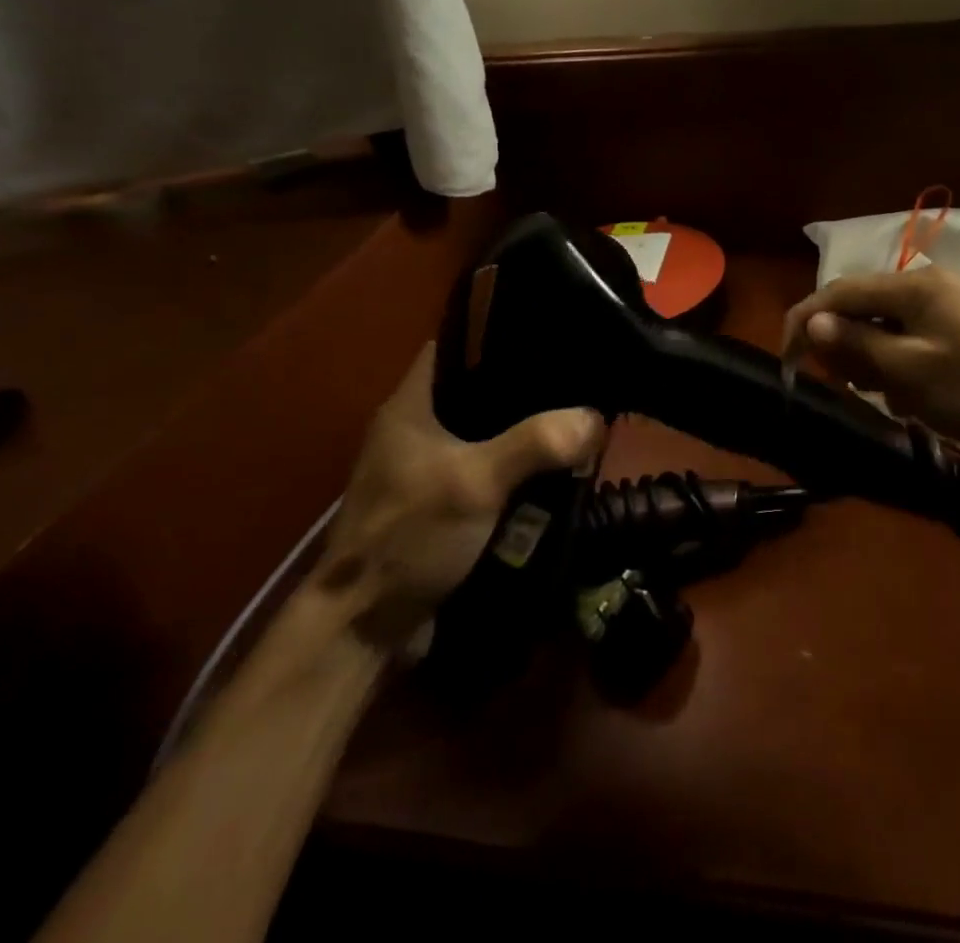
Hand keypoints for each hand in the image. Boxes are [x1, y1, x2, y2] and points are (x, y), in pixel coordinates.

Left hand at [314, 343, 604, 645]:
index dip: (497, 331)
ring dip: (524, 434)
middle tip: (576, 380)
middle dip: (525, 389)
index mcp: (411, 405)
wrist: (364, 628)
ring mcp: (425, 469)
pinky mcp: (439, 505)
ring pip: (486, 434)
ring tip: (574, 419)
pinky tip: (552, 471)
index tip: (548, 331)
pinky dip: (515, 471)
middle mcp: (416, 428)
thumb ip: (536, 444)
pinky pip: (487, 472)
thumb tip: (595, 417)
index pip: (454, 344)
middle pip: (478, 390)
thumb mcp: (476, 482)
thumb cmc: (409, 535)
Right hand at [782, 264, 959, 452]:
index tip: (787, 360)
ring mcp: (945, 309)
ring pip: (882, 328)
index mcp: (913, 286)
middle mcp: (926, 287)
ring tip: (881, 396)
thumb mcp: (908, 371)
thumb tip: (811, 322)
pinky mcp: (958, 333)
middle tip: (841, 385)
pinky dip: (897, 368)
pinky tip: (910, 398)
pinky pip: (908, 343)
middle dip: (843, 345)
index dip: (806, 321)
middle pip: (860, 308)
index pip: (840, 292)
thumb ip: (856, 343)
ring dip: (871, 361)